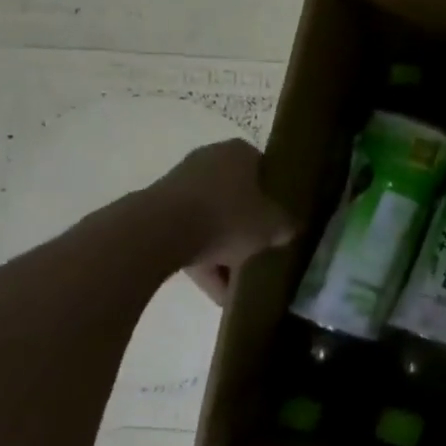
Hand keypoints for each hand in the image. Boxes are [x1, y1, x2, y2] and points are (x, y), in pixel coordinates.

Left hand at [150, 139, 296, 305]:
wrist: (158, 233)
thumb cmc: (227, 217)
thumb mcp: (272, 226)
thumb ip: (286, 226)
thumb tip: (289, 229)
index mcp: (239, 153)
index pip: (263, 169)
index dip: (273, 195)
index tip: (279, 218)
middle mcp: (208, 161)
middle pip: (236, 196)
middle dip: (247, 227)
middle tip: (260, 251)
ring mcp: (178, 186)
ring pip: (211, 220)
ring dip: (224, 251)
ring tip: (237, 286)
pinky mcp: (156, 213)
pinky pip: (188, 236)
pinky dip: (203, 261)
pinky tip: (216, 293)